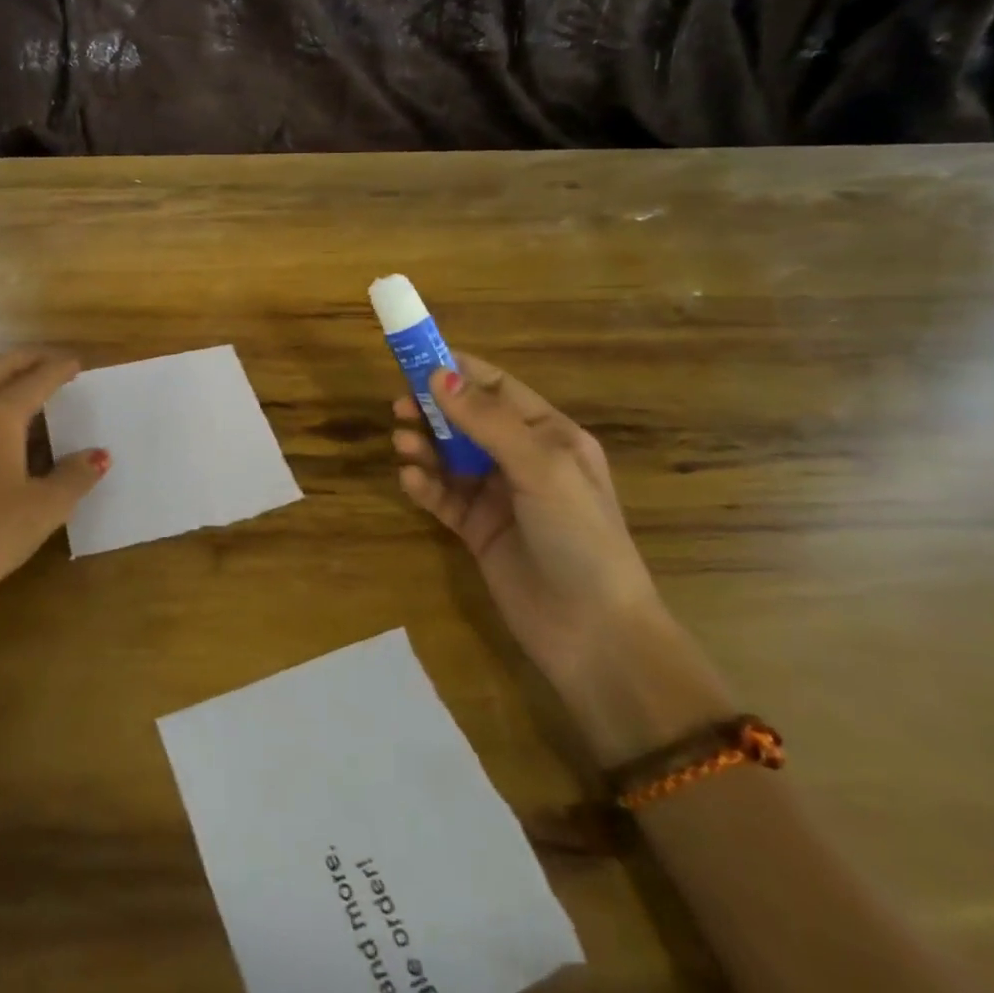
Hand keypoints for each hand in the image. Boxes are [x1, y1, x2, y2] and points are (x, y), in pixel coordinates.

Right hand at [393, 358, 731, 761]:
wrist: (594, 635)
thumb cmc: (579, 538)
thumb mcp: (541, 468)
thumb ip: (488, 421)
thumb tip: (438, 375)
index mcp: (550, 436)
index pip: (497, 388)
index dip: (457, 370)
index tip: (414, 358)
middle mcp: (522, 459)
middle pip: (466, 420)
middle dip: (433, 408)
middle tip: (398, 405)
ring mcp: (498, 495)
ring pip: (449, 456)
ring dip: (424, 445)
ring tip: (401, 443)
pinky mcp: (476, 528)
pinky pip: (442, 495)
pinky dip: (424, 484)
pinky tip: (410, 481)